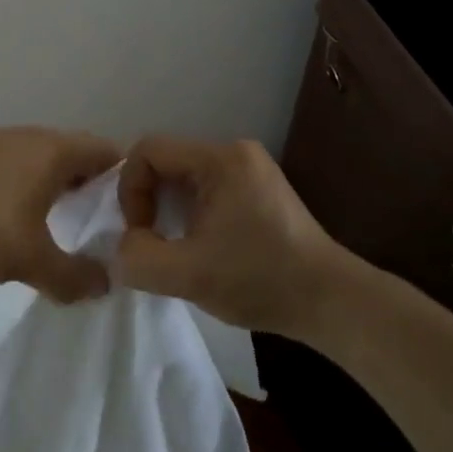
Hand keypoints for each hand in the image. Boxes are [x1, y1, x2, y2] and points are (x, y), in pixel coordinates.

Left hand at [0, 127, 124, 302]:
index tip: (132, 220)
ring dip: (57, 195)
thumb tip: (105, 285)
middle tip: (101, 234)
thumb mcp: (28, 258)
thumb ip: (71, 276)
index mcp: (54, 150)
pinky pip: (17, 173)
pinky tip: (17, 227)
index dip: (127, 184)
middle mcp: (30, 138)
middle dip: (92, 194)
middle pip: (77, 158)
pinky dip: (28, 195)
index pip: (109, 154)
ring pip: (44, 166)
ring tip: (62, 235)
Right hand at [117, 135, 346, 336]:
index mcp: (220, 159)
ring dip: (168, 209)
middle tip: (151, 242)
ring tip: (173, 247)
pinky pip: (207, 188)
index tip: (139, 232)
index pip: (149, 150)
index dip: (130, 188)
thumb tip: (122, 247)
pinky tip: (199, 247)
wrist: (330, 301)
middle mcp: (236, 152)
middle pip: (167, 161)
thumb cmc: (259, 280)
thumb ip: (139, 258)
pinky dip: (190, 213)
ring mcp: (251, 169)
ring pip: (185, 177)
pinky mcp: (259, 190)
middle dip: (148, 200)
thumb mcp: (188, 275)